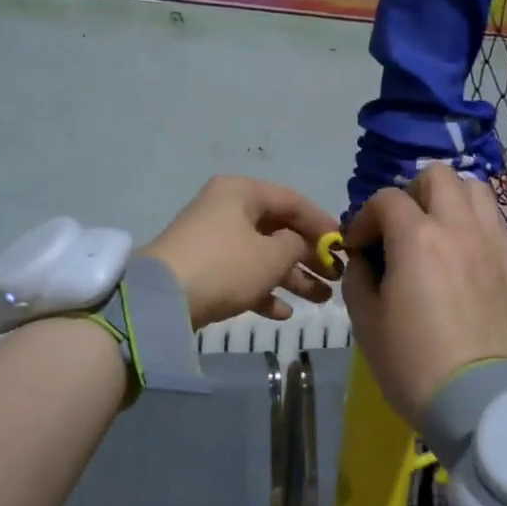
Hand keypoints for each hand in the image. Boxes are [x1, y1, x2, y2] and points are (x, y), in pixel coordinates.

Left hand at [140, 176, 338, 330]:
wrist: (161, 301)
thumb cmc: (225, 266)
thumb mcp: (271, 255)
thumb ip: (296, 245)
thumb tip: (298, 243)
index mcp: (241, 192)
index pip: (292, 201)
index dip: (322, 224)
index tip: (345, 247)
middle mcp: (226, 209)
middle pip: (278, 229)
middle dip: (309, 256)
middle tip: (337, 279)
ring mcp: (212, 240)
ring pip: (261, 255)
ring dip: (292, 277)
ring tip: (322, 300)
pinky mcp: (203, 269)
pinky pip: (241, 274)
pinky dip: (262, 290)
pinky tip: (283, 313)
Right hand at [341, 164, 506, 428]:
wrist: (477, 401)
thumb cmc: (411, 361)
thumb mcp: (365, 319)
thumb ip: (358, 274)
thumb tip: (364, 256)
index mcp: (417, 237)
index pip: (386, 199)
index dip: (365, 218)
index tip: (358, 248)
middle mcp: (459, 227)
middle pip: (437, 175)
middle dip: (410, 192)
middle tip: (399, 227)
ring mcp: (493, 243)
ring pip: (475, 189)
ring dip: (448, 199)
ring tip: (434, 230)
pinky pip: (493, 222)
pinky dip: (472, 223)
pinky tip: (460, 254)